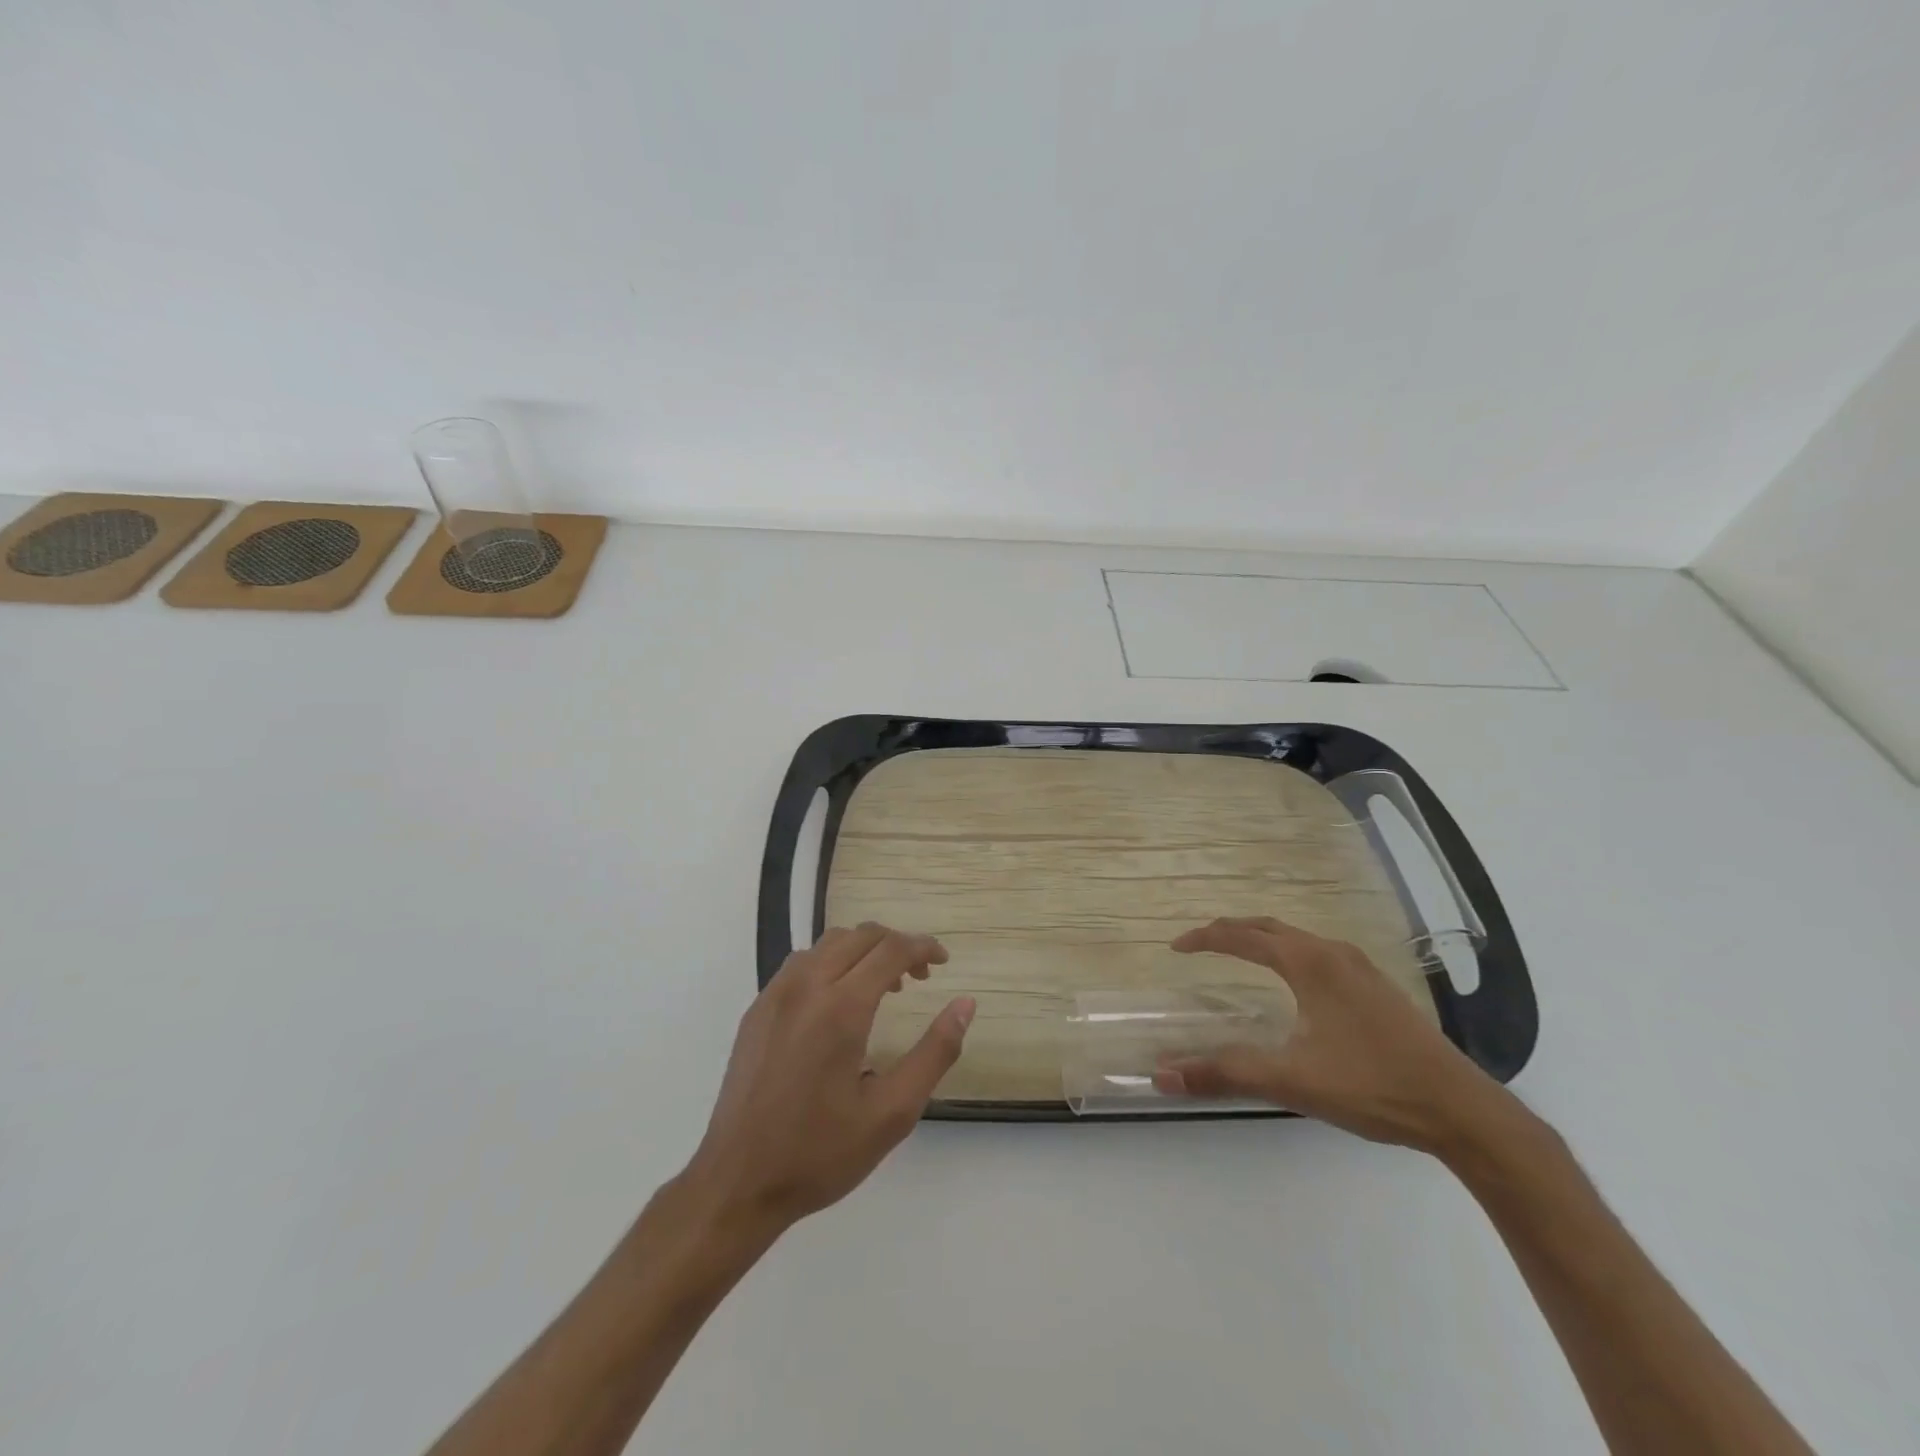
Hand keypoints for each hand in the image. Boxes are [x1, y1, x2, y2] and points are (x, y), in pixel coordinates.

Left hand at [676, 923, 974, 1237]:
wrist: (736, 1183)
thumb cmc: (820, 1153)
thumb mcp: (892, 1112)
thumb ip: (935, 1053)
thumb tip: (965, 1005)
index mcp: (841, 1008)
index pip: (891, 949)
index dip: (923, 947)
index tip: (943, 961)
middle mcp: (806, 986)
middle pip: (860, 936)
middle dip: (897, 945)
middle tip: (919, 977)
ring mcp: (775, 994)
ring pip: (828, 944)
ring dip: (863, 951)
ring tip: (882, 987)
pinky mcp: (756, 1009)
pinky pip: (801, 963)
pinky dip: (831, 963)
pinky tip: (838, 1002)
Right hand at [1154, 916, 1516, 1152]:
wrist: (1463, 1111)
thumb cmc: (1372, 1086)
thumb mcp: (1291, 1080)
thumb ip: (1225, 1073)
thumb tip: (1162, 1074)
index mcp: (1309, 963)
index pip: (1243, 936)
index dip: (1205, 939)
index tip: (1176, 948)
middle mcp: (1333, 953)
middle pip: (1269, 927)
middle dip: (1230, 930)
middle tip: (1200, 945)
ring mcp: (1361, 968)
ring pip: (1297, 938)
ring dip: (1261, 939)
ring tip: (1239, 955)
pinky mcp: (1378, 988)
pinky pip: (1318, 953)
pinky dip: (1288, 953)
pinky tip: (1294, 985)